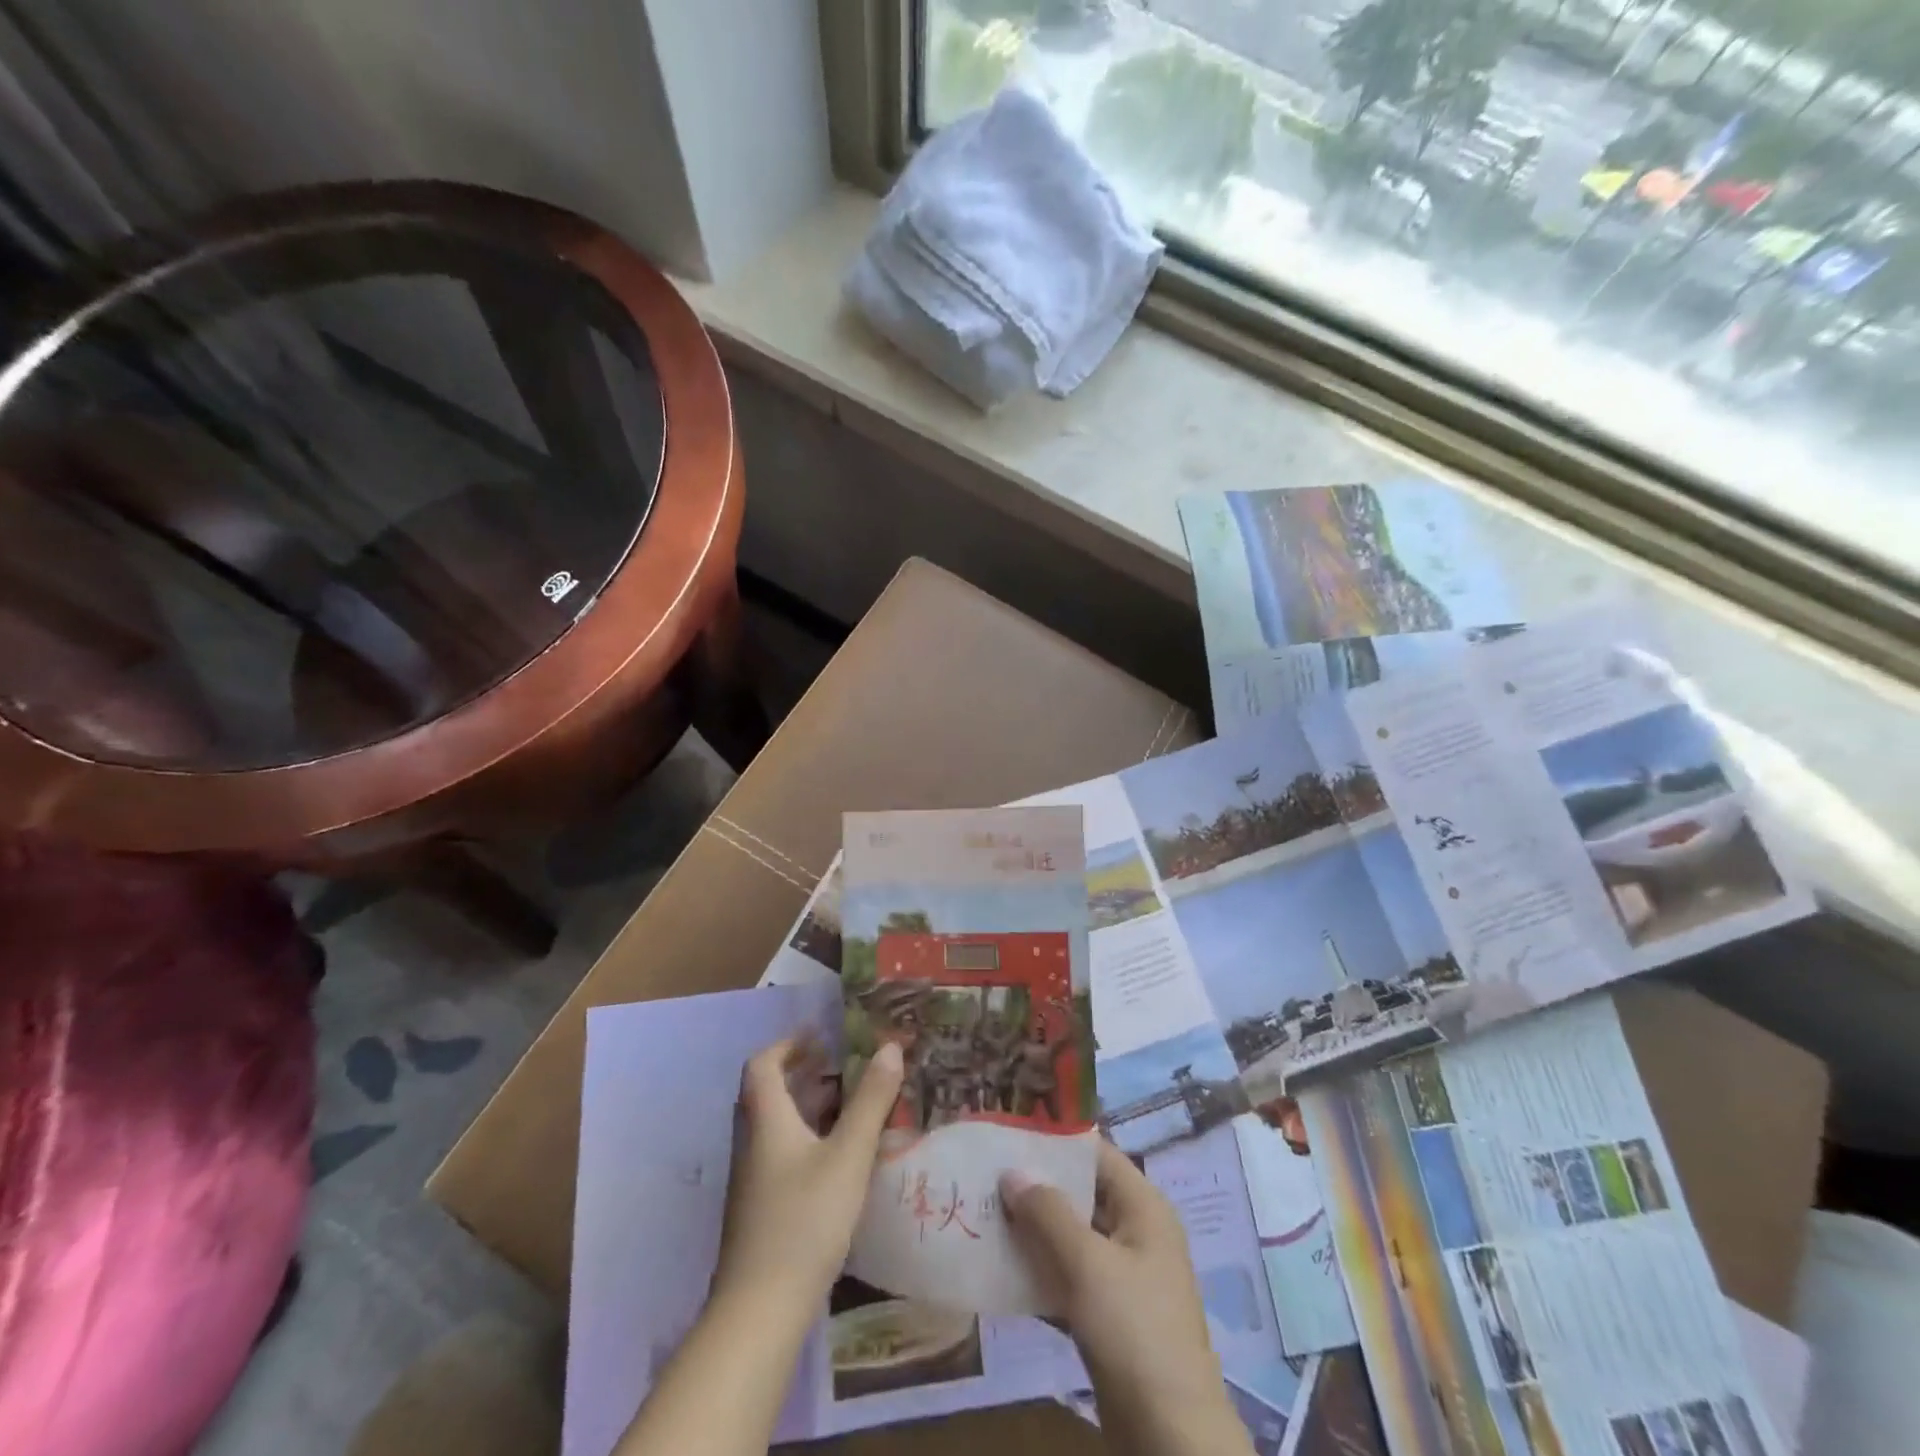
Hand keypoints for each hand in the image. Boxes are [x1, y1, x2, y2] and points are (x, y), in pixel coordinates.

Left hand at [712, 1037, 903, 1317]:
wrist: (760, 1311)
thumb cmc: (804, 1220)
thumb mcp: (848, 1155)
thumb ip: (871, 1101)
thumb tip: (890, 1047)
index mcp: (766, 1121)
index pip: (762, 1065)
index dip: (788, 1044)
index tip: (821, 1036)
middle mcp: (752, 1144)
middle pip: (769, 1094)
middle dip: (805, 1074)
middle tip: (843, 1067)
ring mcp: (753, 1181)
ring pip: (778, 1127)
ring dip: (809, 1108)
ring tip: (851, 1106)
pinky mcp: (760, 1211)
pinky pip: (782, 1155)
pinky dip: (808, 1140)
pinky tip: (840, 1159)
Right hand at [1001, 1140, 1252, 1455]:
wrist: (1171, 1437)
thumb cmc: (1134, 1329)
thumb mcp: (1087, 1263)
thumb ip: (1048, 1212)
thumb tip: (1011, 1172)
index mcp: (1143, 1207)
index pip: (1096, 1154)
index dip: (1054, 1142)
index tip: (1009, 1134)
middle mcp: (1136, 1232)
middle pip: (1081, 1193)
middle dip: (1037, 1186)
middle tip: (986, 1174)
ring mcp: (1124, 1276)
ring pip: (1072, 1237)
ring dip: (1033, 1229)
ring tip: (985, 1214)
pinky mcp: (1110, 1315)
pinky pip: (1070, 1276)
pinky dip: (1041, 1269)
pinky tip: (1001, 1267)